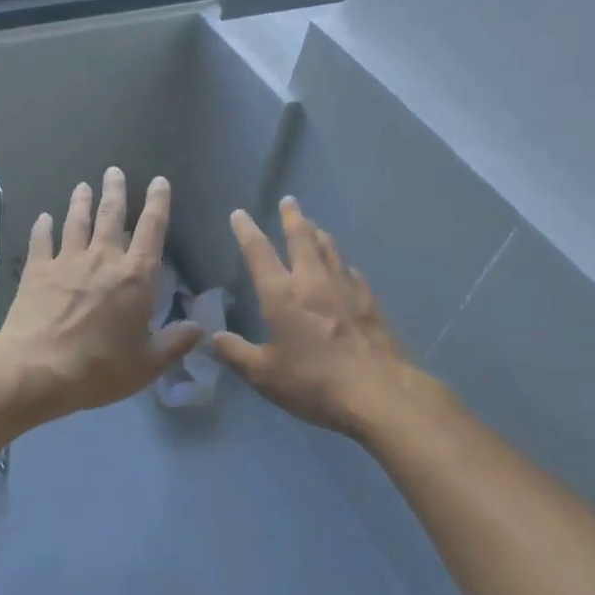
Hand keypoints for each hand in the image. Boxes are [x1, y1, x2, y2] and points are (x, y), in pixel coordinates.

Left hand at [0, 168, 201, 420]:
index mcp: (135, 276)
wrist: (37, 369)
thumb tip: (198, 328)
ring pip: (76, 221)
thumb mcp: (147, 365)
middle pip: (110, 214)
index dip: (158, 203)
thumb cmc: (99, 368)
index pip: (151, 230)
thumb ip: (174, 343)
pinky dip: (43, 227)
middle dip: (115, 190)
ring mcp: (66, 260)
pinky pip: (41, 241)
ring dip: (80, 201)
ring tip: (82, 186)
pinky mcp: (36, 271)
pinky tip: (43, 218)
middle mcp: (102, 258)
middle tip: (113, 170)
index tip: (158, 182)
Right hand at [215, 198, 435, 439]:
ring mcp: (346, 289)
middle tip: (289, 201)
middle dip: (293, 217)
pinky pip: (351, 272)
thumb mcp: (264, 375)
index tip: (240, 214)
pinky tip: (344, 267)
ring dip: (319, 234)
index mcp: (282, 295)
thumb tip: (215, 337)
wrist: (379, 394)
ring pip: (330, 249)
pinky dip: (342, 263)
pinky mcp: (370, 303)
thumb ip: (237, 354)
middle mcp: (313, 282)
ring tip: (313, 225)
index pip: (258, 253)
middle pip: (302, 238)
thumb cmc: (313, 383)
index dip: (246, 231)